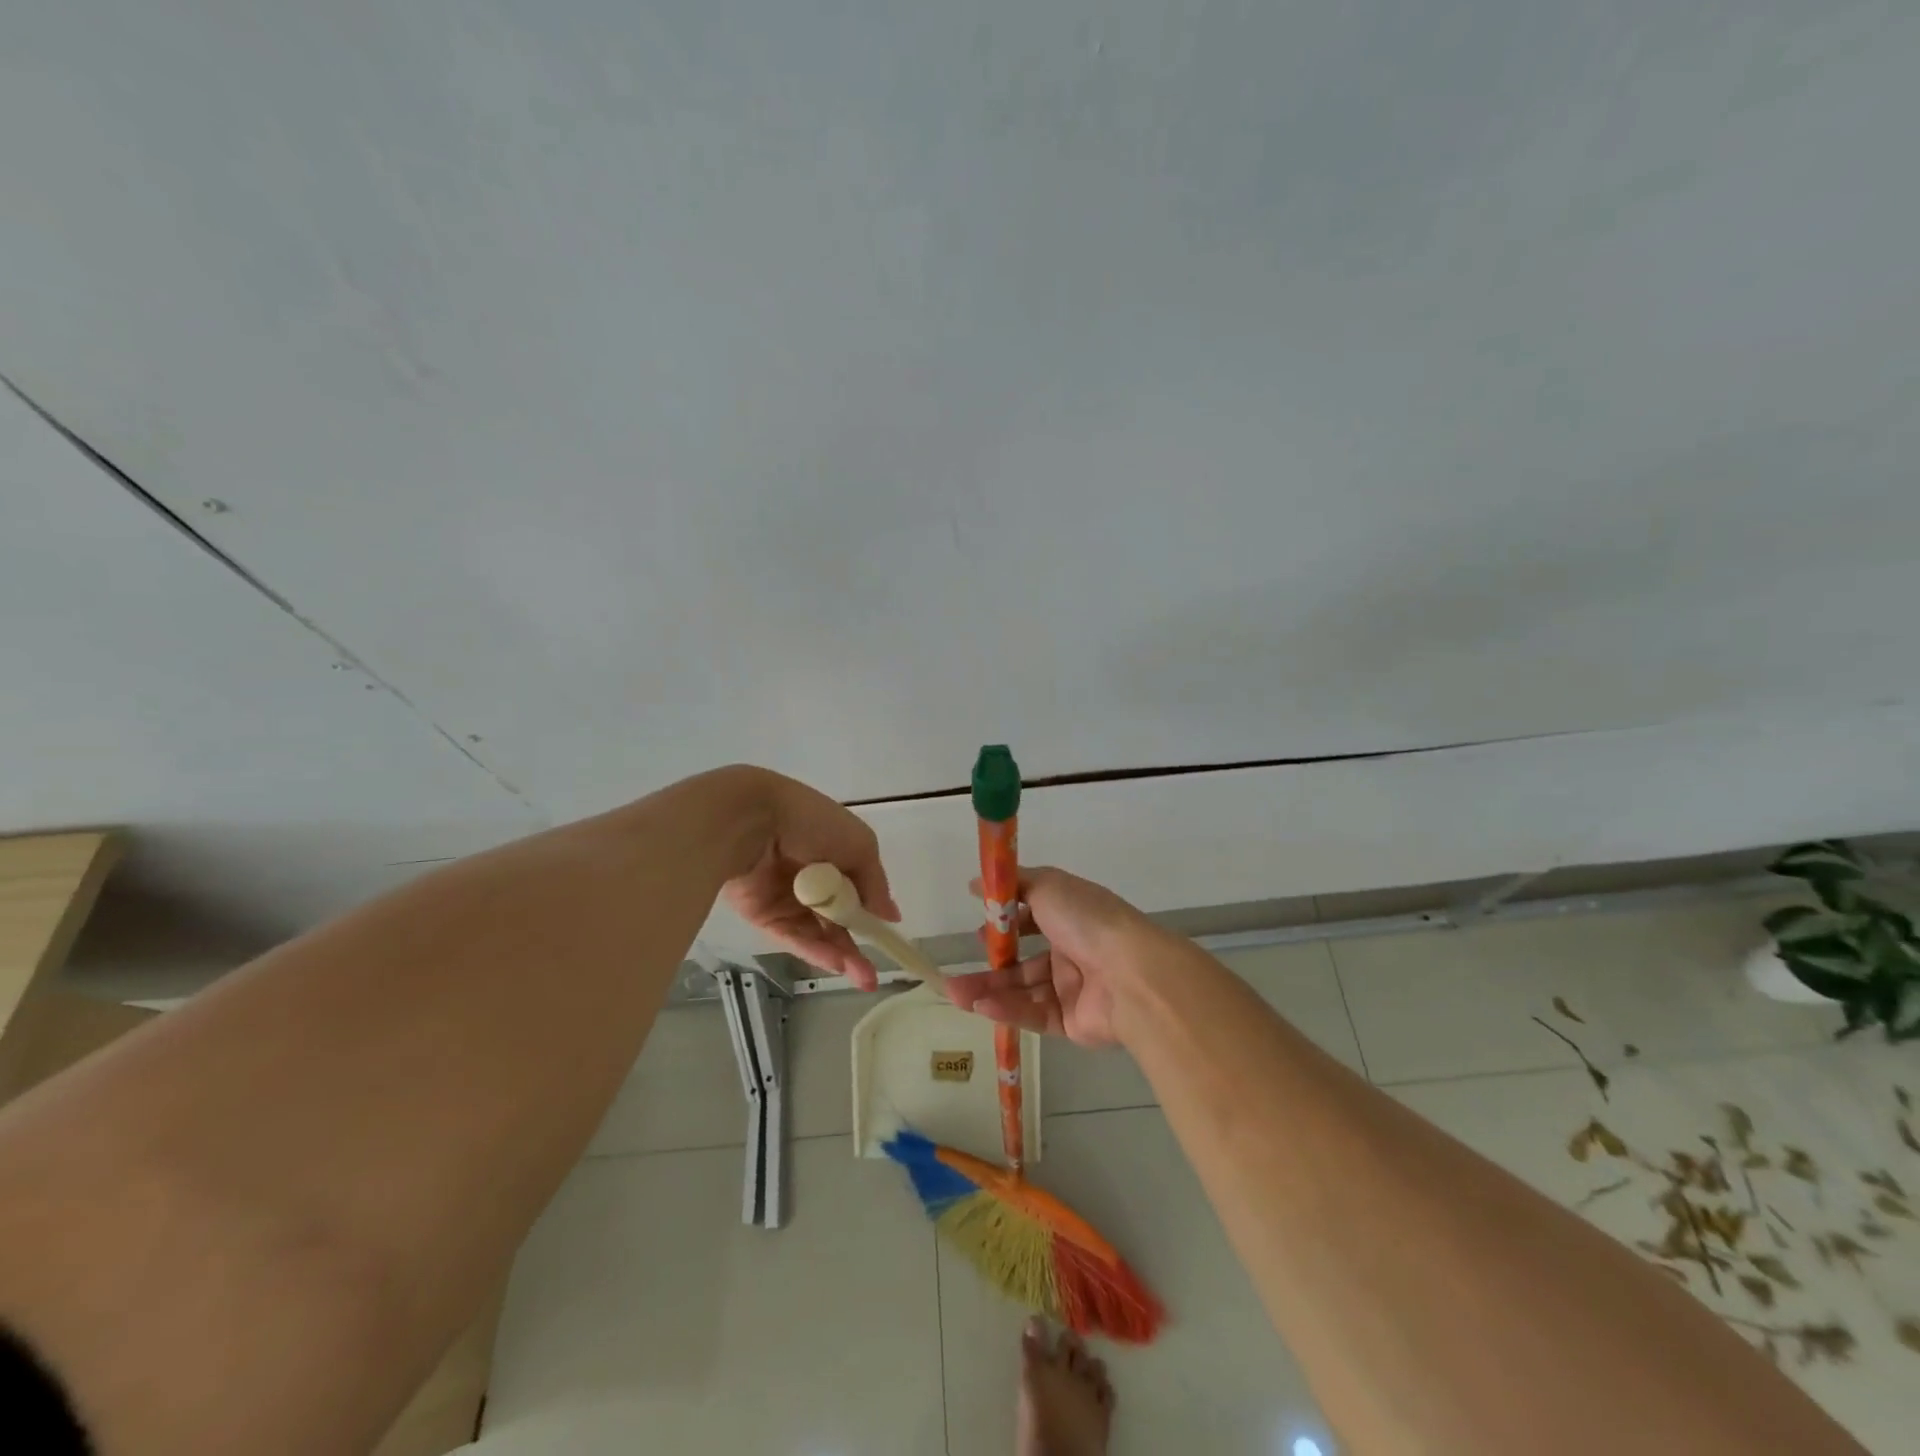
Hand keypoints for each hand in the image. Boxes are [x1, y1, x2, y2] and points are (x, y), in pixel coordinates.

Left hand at [715, 767, 898, 990]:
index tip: (887, 934)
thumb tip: (891, 915)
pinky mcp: (763, 915)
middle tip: (871, 976)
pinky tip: (837, 963)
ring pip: (817, 933)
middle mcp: (810, 876)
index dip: (870, 913)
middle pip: (836, 918)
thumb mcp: (859, 845)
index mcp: (832, 852)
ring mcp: (786, 898)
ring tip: (863, 977)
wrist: (753, 821)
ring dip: (840, 953)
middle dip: (856, 945)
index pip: (856, 889)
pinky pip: (793, 937)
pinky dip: (816, 951)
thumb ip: (875, 883)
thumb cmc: (812, 823)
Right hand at [942, 866, 1157, 1047]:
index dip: (1007, 923)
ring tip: (954, 992)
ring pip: (1023, 989)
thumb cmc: (1087, 920)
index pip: (1034, 919)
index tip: (980, 924)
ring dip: (989, 989)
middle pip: (1024, 960)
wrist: (1131, 974)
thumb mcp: (1048, 886)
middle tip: (958, 969)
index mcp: (1071, 917)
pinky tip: (980, 1005)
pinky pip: (1034, 1014)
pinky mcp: (1071, 1022)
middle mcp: (1073, 951)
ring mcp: (1073, 989)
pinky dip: (1008, 1008)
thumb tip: (976, 883)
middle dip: (991, 964)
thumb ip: (1014, 885)